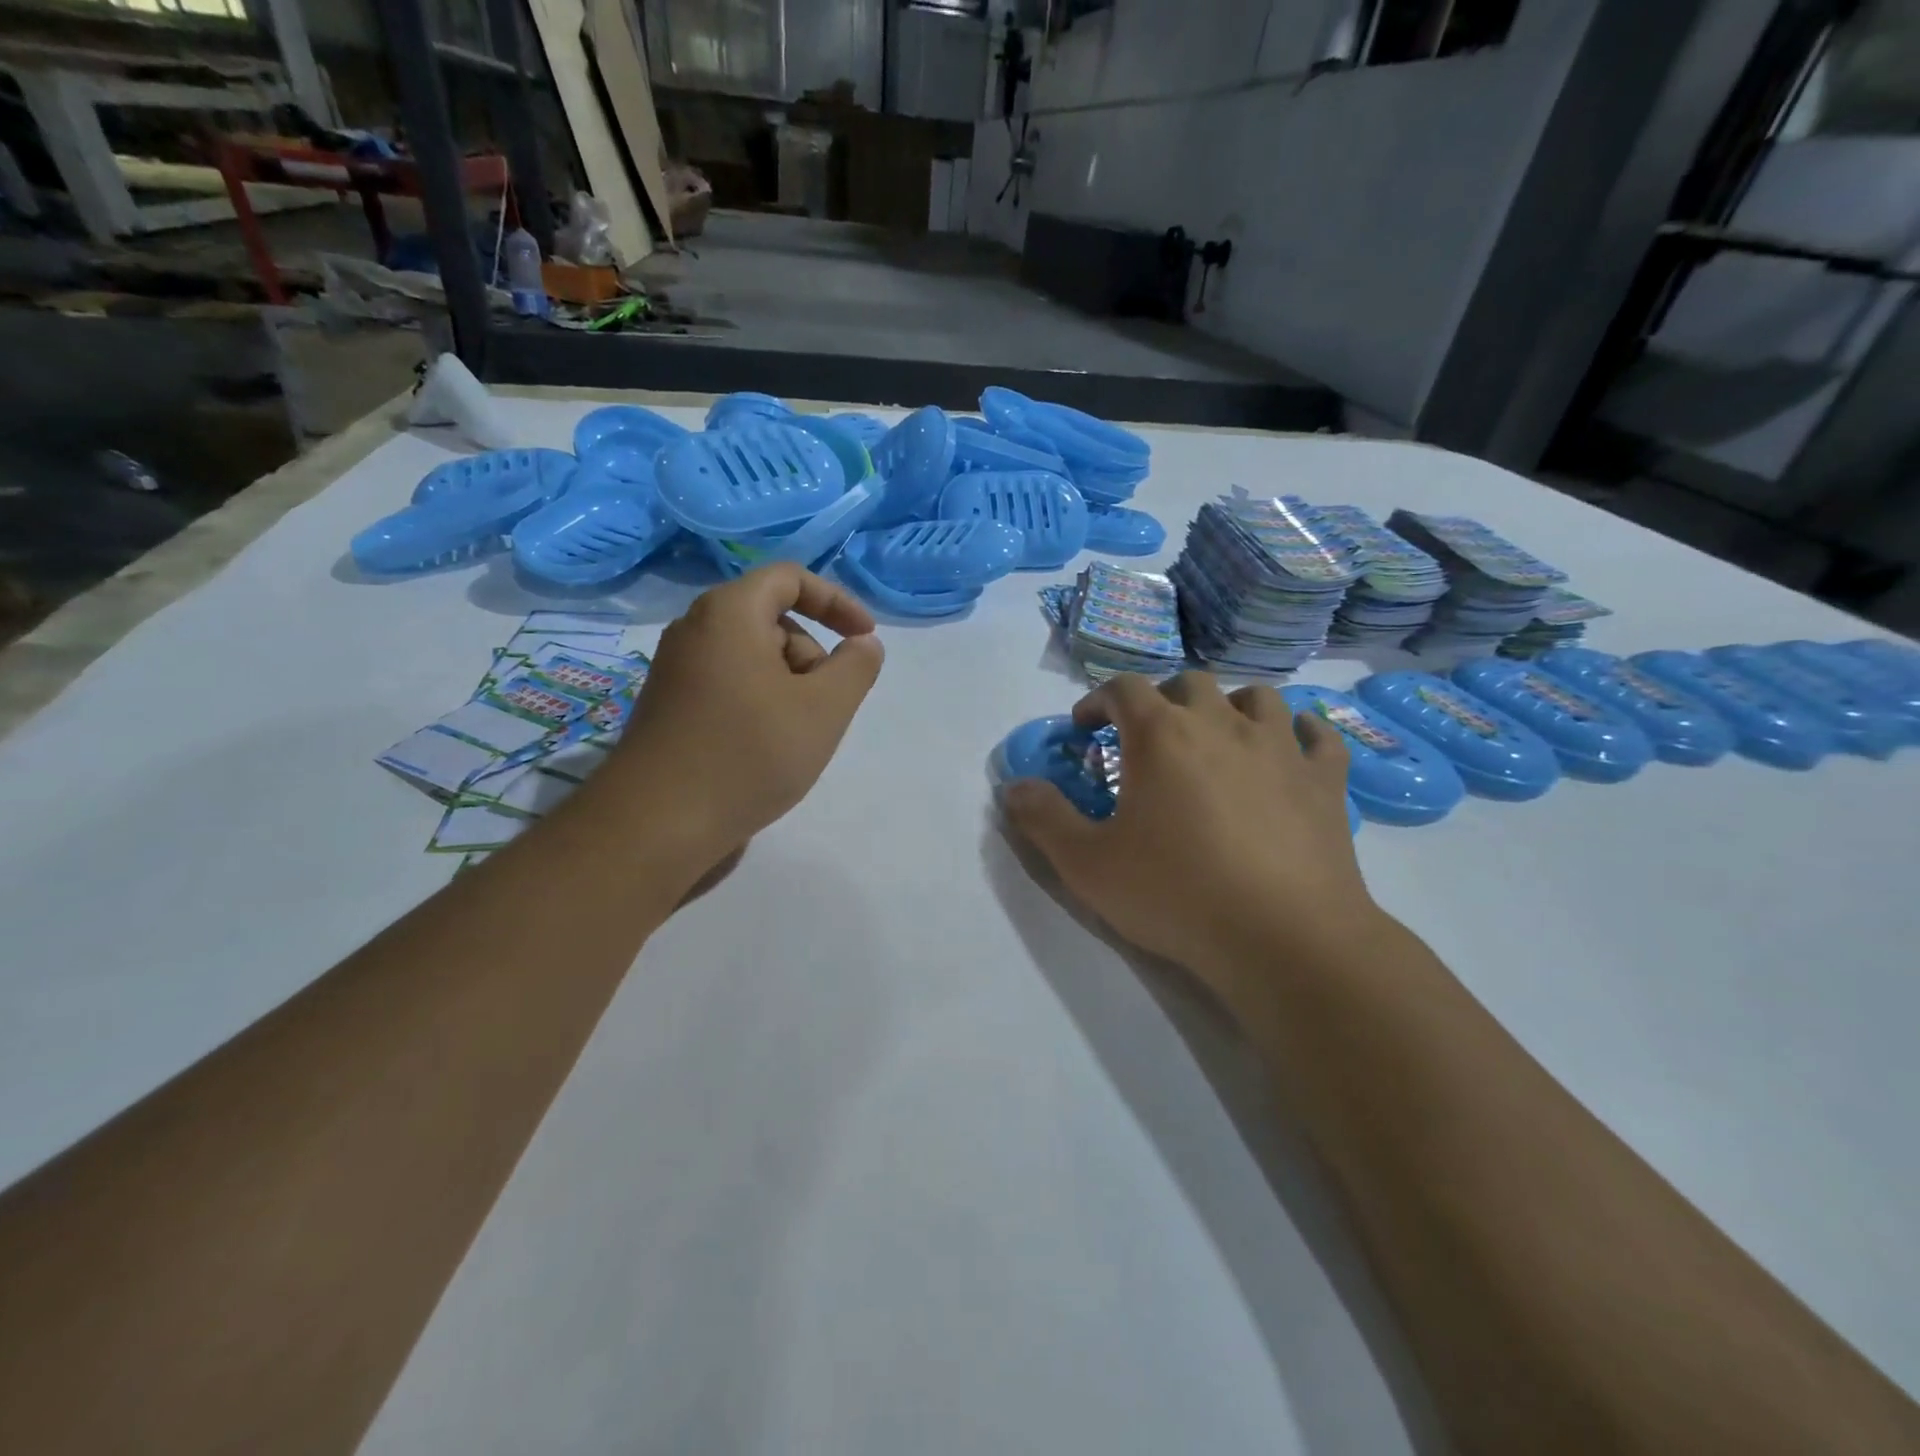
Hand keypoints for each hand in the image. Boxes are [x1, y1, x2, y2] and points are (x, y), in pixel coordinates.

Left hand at [604, 564, 883, 871]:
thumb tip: (863, 644)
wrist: (657, 824)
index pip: (790, 578)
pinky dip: (761, 703)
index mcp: (729, 613)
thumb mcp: (824, 708)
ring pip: (753, 658)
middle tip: (826, 707)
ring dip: (790, 685)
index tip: (865, 639)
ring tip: (795, 737)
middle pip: (772, 620)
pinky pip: (730, 685)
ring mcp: (677, 670)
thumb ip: (856, 667)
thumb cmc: (749, 754)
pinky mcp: (670, 706)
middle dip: (813, 656)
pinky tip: (764, 750)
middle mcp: (695, 630)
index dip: (837, 602)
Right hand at [1002, 672, 1382, 995]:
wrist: (1283, 939)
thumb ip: (1044, 819)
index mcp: (1161, 735)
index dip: (1098, 700)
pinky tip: (1290, 750)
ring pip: (1257, 697)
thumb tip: (1013, 787)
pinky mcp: (1325, 780)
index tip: (1085, 728)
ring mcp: (1281, 748)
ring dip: (1229, 707)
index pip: (1123, 688)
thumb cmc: (1175, 894)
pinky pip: (1318, 735)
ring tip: (1218, 738)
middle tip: (1148, 737)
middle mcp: (1222, 724)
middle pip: (1189, 683)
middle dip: (1161, 700)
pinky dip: (1299, 733)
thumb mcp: (1087, 865)